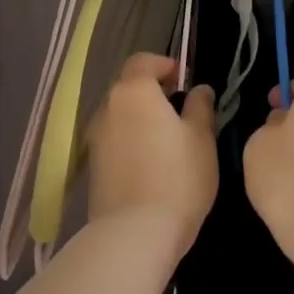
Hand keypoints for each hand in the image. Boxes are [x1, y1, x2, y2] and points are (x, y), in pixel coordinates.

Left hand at [85, 54, 217, 258]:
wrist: (135, 232)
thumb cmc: (178, 178)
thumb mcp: (201, 139)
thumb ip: (200, 107)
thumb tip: (198, 89)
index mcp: (133, 92)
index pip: (143, 61)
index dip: (164, 65)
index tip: (184, 81)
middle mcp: (107, 107)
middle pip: (128, 87)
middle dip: (152, 92)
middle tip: (180, 111)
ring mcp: (95, 137)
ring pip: (120, 114)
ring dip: (140, 118)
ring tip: (167, 141)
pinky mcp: (92, 165)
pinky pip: (114, 139)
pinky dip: (130, 140)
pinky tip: (150, 164)